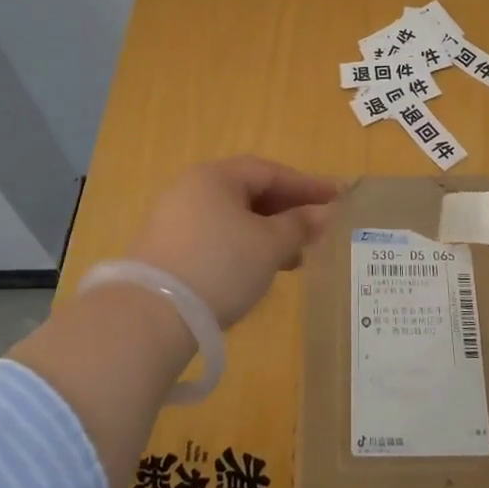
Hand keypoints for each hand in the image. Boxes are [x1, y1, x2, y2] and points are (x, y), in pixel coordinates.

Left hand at [125, 157, 338, 327]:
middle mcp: (191, 189)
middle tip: (318, 229)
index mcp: (216, 176)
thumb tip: (325, 213)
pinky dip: (243, 248)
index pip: (270, 171)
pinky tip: (258, 271)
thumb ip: (299, 225)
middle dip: (287, 211)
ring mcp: (174, 220)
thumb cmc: (220, 265)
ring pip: (233, 218)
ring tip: (295, 258)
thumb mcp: (269, 245)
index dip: (307, 185)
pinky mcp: (165, 251)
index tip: (338, 197)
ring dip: (267, 233)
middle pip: (249, 192)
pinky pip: (216, 238)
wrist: (150, 316)